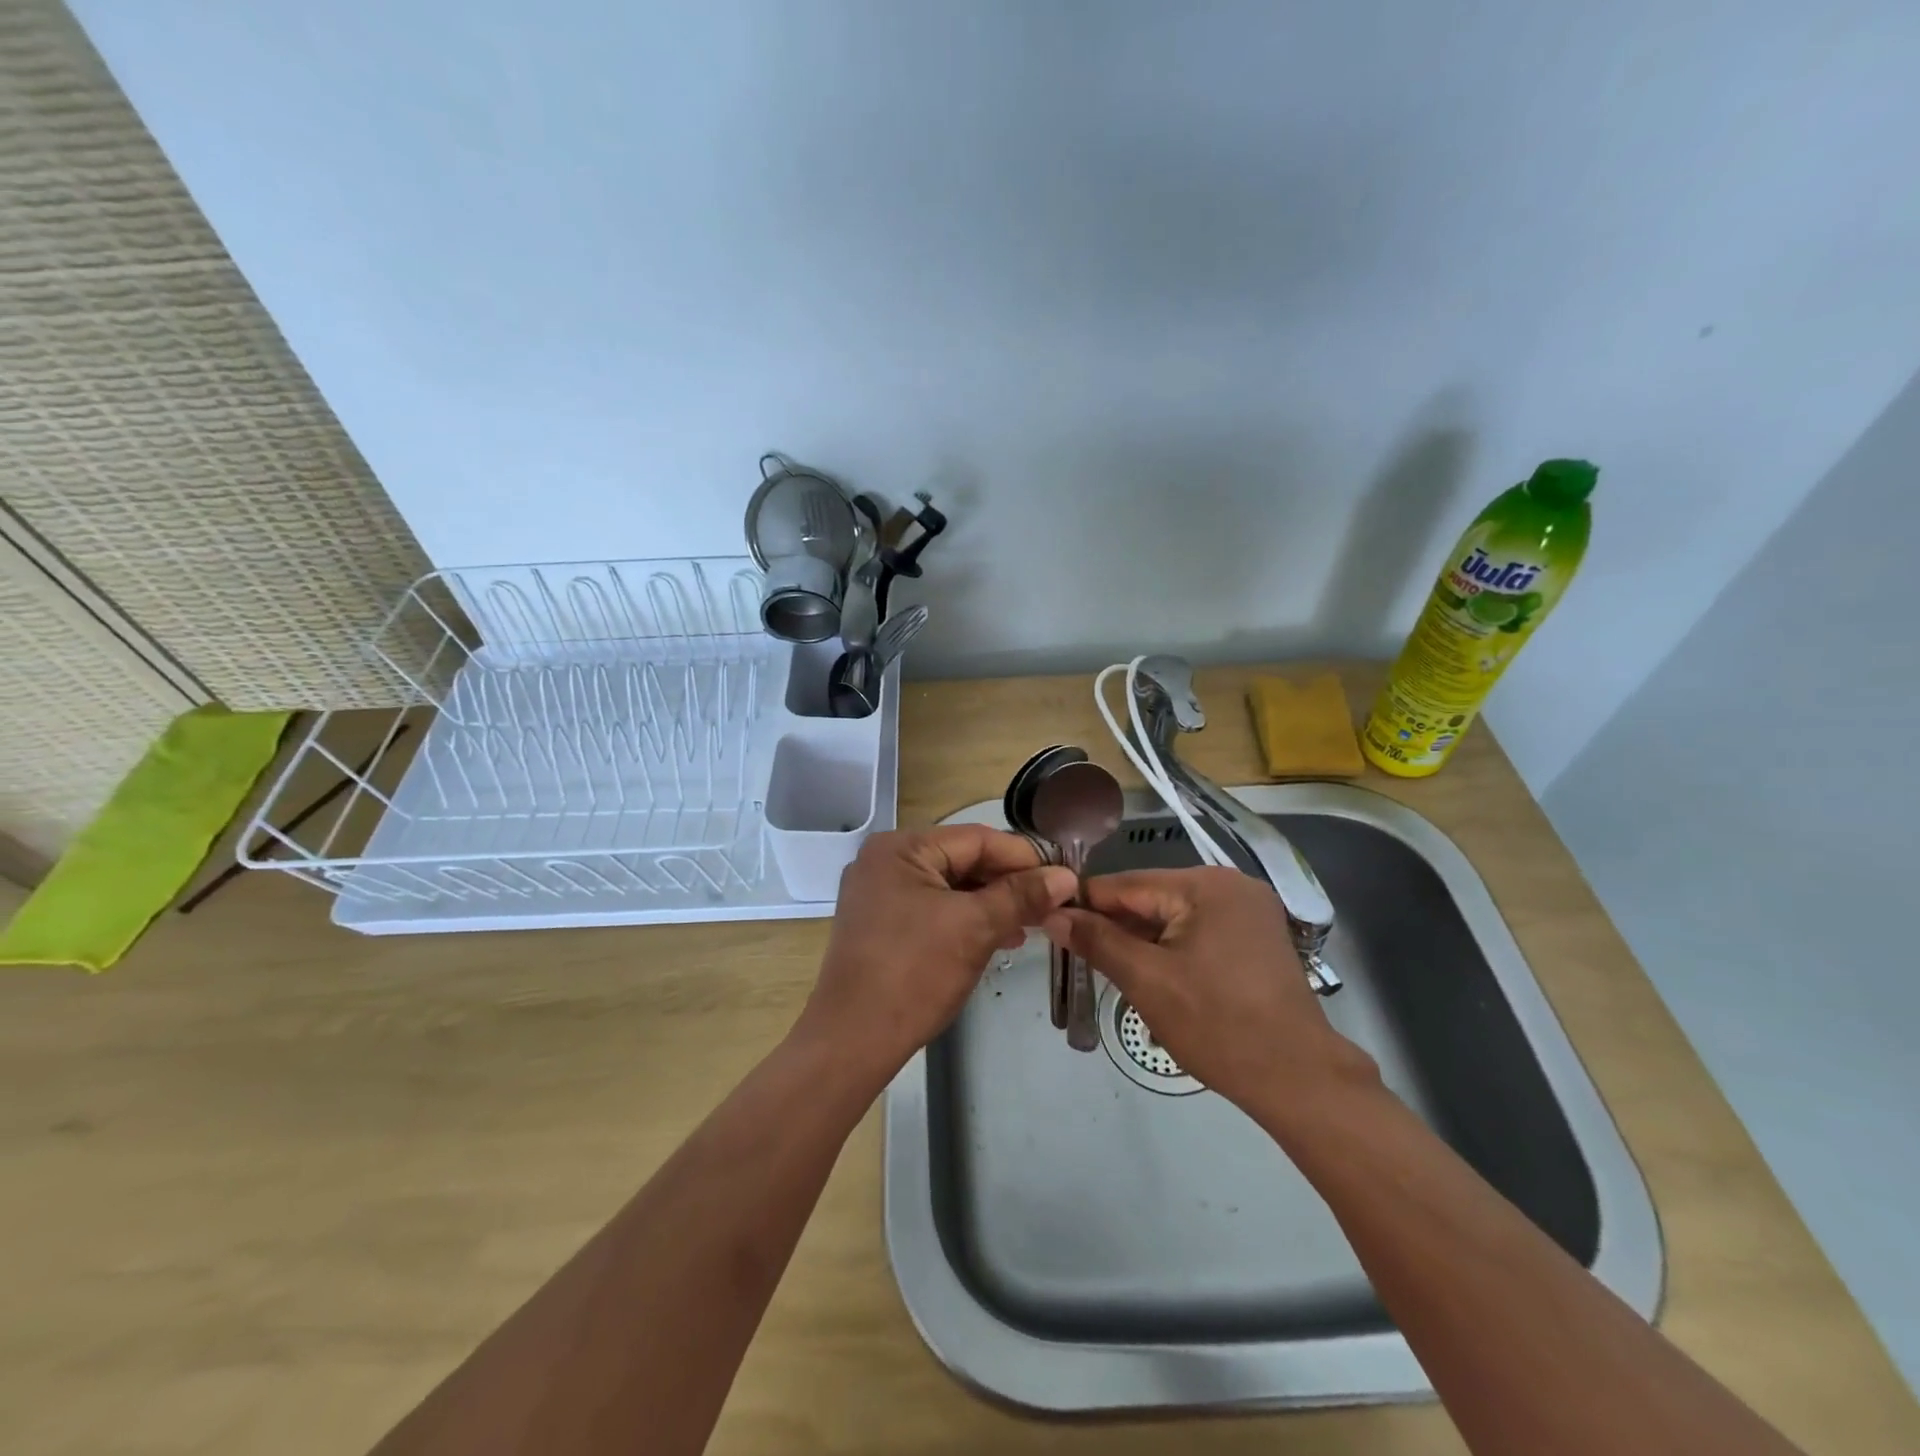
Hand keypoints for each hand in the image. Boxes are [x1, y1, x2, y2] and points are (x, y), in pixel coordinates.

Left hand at [797, 826, 1076, 1081]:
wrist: (852, 1040)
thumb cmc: (914, 973)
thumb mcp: (975, 928)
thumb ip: (1021, 895)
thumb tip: (1065, 876)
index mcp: (900, 847)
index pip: (977, 839)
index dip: (1024, 858)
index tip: (1063, 878)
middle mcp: (884, 861)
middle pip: (962, 860)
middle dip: (1008, 884)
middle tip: (1052, 906)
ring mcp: (879, 894)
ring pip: (950, 887)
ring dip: (991, 904)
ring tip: (1032, 925)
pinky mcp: (880, 924)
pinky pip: (933, 909)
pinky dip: (966, 920)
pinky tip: (998, 938)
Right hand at [1043, 867, 1378, 1124]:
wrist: (1299, 1079)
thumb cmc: (1218, 1025)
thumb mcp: (1147, 981)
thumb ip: (1097, 941)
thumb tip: (1053, 915)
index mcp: (1206, 885)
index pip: (1128, 884)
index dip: (1085, 904)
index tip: (1049, 921)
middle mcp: (1231, 885)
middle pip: (1153, 899)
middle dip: (1115, 926)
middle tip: (1074, 954)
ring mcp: (1249, 912)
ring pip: (1174, 918)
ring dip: (1142, 942)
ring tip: (1106, 968)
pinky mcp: (1257, 938)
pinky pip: (1198, 932)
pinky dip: (1172, 950)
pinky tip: (1151, 975)